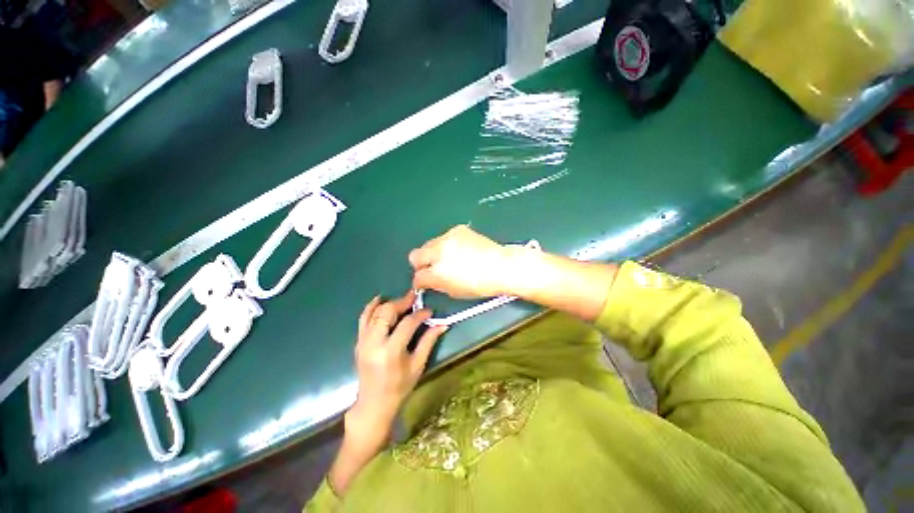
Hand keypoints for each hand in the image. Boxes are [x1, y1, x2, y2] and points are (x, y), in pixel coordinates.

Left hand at [347, 292, 446, 443]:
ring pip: (375, 313)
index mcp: (391, 351)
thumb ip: (429, 341)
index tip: (429, 311)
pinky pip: (363, 319)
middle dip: (402, 302)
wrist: (374, 403)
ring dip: (389, 303)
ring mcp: (363, 341)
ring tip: (403, 299)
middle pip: (387, 312)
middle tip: (415, 298)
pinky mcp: (359, 342)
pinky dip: (371, 307)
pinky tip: (380, 299)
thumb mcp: (418, 365)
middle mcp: (374, 343)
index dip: (420, 314)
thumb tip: (443, 324)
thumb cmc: (400, 386)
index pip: (407, 324)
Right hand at [409, 225, 512, 298]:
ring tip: (450, 258)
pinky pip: (445, 237)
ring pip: (429, 244)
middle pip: (415, 255)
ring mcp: (448, 237)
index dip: (420, 281)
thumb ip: (436, 285)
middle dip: (421, 263)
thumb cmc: (481, 284)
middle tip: (433, 269)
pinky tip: (460, 250)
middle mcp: (439, 252)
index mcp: (438, 272)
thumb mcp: (454, 292)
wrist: (501, 266)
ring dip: (434, 252)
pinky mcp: (458, 229)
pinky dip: (448, 244)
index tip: (424, 282)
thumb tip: (428, 281)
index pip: (418, 276)